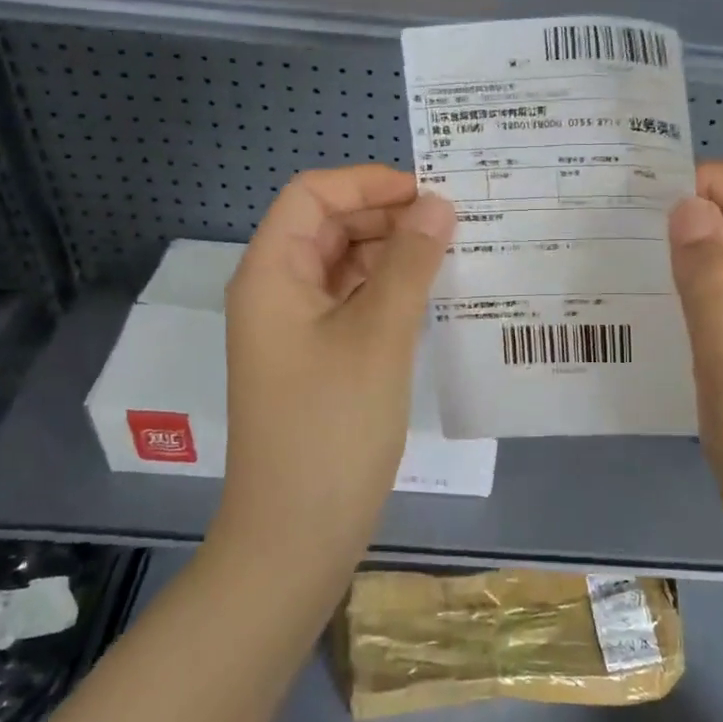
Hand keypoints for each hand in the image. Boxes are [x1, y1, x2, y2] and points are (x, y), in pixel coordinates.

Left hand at [219, 165, 453, 566]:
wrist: (295, 538)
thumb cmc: (332, 428)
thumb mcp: (379, 336)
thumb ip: (410, 263)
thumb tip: (438, 205)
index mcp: (272, 274)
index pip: (311, 196)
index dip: (366, 183)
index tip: (426, 195)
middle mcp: (276, 291)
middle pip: (328, 226)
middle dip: (385, 217)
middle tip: (451, 225)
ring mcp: (294, 328)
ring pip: (344, 265)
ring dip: (392, 254)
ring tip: (450, 255)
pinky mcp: (315, 358)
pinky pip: (351, 303)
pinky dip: (387, 291)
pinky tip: (429, 297)